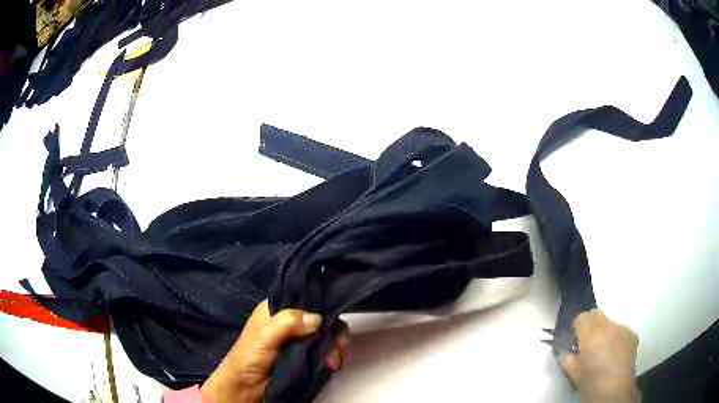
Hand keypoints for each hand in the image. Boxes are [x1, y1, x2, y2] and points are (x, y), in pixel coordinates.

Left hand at [201, 300, 348, 402]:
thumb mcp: (264, 336)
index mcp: (277, 309)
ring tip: (332, 361)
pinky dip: (331, 356)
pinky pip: (325, 351)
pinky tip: (331, 364)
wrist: (246, 387)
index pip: (305, 298)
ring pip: (325, 336)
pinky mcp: (306, 356)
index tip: (333, 319)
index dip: (322, 306)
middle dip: (332, 332)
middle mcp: (290, 322)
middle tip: (338, 346)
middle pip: (320, 319)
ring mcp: (299, 340)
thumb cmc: (249, 356)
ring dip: (333, 347)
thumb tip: (318, 319)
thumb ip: (287, 323)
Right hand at [560, 309, 639, 402]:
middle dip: (591, 324)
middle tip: (587, 342)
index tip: (575, 337)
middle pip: (596, 314)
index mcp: (590, 336)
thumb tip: (567, 350)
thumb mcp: (573, 373)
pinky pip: (621, 330)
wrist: (614, 391)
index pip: (582, 317)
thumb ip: (568, 357)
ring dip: (604, 332)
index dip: (577, 326)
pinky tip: (614, 353)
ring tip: (603, 350)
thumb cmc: (590, 383)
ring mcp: (622, 329)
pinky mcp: (632, 334)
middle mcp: (607, 326)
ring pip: (610, 322)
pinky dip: (616, 338)